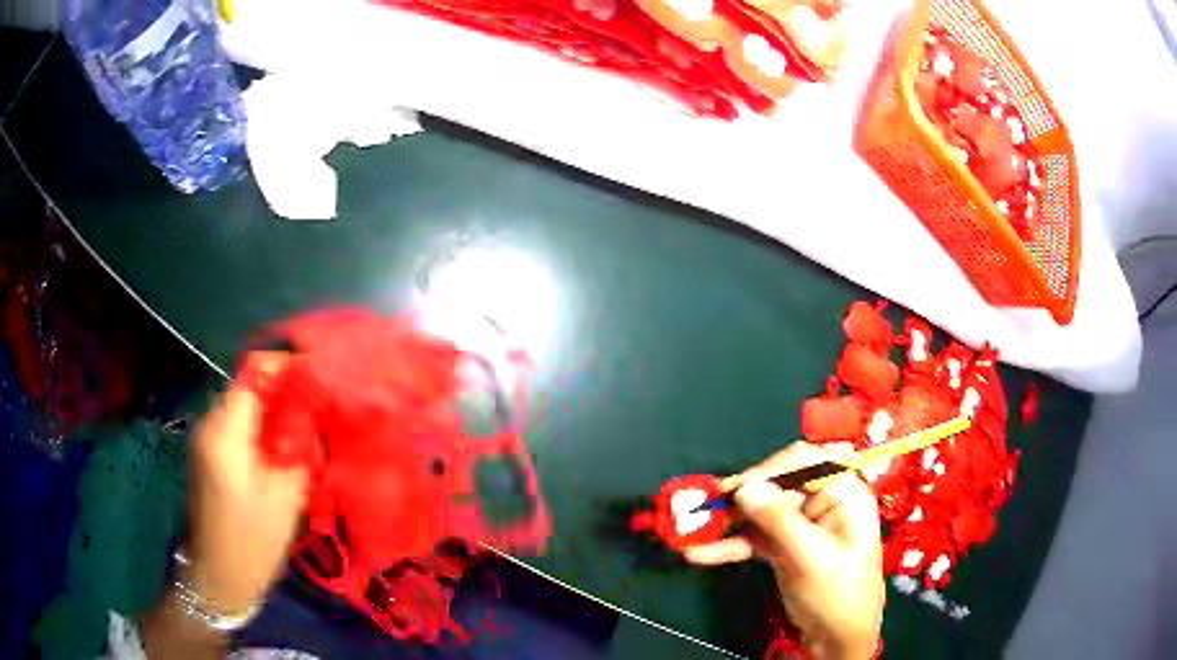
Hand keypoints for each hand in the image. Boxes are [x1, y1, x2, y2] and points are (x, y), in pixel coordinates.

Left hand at [185, 353, 307, 612]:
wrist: (219, 576)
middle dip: (285, 391)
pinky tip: (283, 450)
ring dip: (275, 412)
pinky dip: (262, 429)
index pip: (255, 370)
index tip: (320, 374)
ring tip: (307, 430)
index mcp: (225, 428)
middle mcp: (209, 422)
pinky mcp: (209, 454)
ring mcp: (206, 438)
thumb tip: (313, 411)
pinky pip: (238, 426)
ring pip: (245, 406)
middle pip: (249, 386)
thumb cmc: (253, 539)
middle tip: (320, 409)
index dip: (287, 365)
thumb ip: (299, 444)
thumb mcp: (286, 493)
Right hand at [683, 443, 884, 659]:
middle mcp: (822, 502)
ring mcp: (801, 526)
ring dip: (729, 522)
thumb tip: (744, 487)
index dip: (770, 469)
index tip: (737, 489)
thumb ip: (779, 520)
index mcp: (843, 493)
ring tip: (691, 529)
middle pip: (777, 486)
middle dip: (741, 498)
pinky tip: (699, 554)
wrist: (838, 638)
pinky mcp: (784, 547)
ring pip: (761, 512)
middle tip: (705, 509)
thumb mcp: (812, 557)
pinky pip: (755, 539)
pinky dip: (730, 546)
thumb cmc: (838, 593)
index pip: (806, 462)